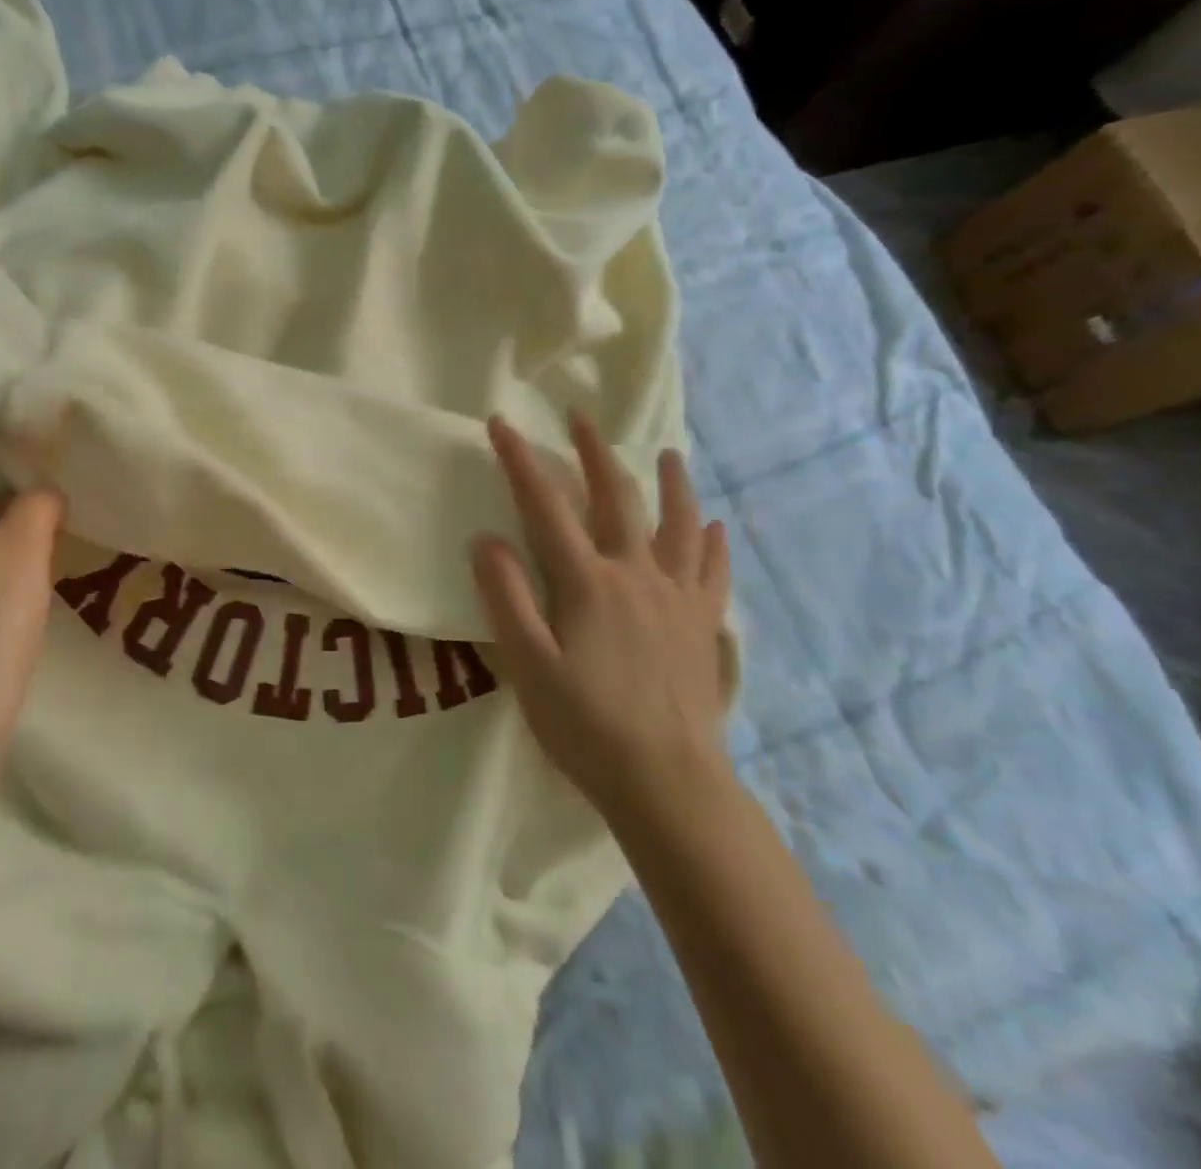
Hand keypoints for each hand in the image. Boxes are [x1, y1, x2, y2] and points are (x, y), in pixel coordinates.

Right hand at [472, 412, 732, 816]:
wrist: (668, 782)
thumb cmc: (585, 725)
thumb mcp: (526, 664)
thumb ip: (504, 597)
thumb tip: (485, 539)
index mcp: (587, 582)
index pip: (545, 506)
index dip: (520, 461)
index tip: (501, 424)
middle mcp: (635, 574)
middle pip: (616, 498)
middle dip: (594, 452)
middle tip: (582, 417)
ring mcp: (677, 598)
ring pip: (678, 525)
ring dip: (670, 484)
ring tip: (668, 454)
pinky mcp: (703, 626)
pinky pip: (713, 572)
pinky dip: (712, 542)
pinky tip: (716, 526)